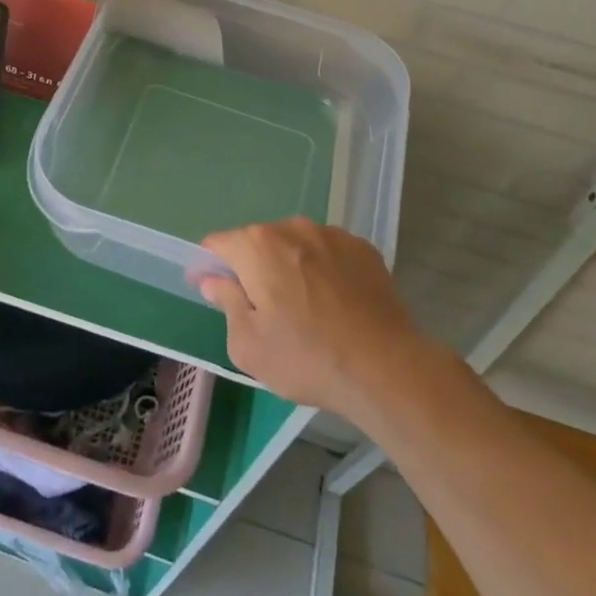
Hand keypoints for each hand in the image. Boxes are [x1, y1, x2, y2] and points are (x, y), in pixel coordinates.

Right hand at [198, 219, 420, 417]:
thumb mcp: (248, 344)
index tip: (214, 292)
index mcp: (256, 246)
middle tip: (264, 309)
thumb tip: (213, 281)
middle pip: (258, 242)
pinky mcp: (363, 249)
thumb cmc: (306, 358)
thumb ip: (226, 303)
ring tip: (306, 308)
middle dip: (253, 268)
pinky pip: (329, 253)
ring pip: (296, 245)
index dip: (209, 266)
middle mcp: (292, 227)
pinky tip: (336, 304)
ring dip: (291, 266)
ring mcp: (332, 234)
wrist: (386, 369)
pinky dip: (324, 270)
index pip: (217, 243)